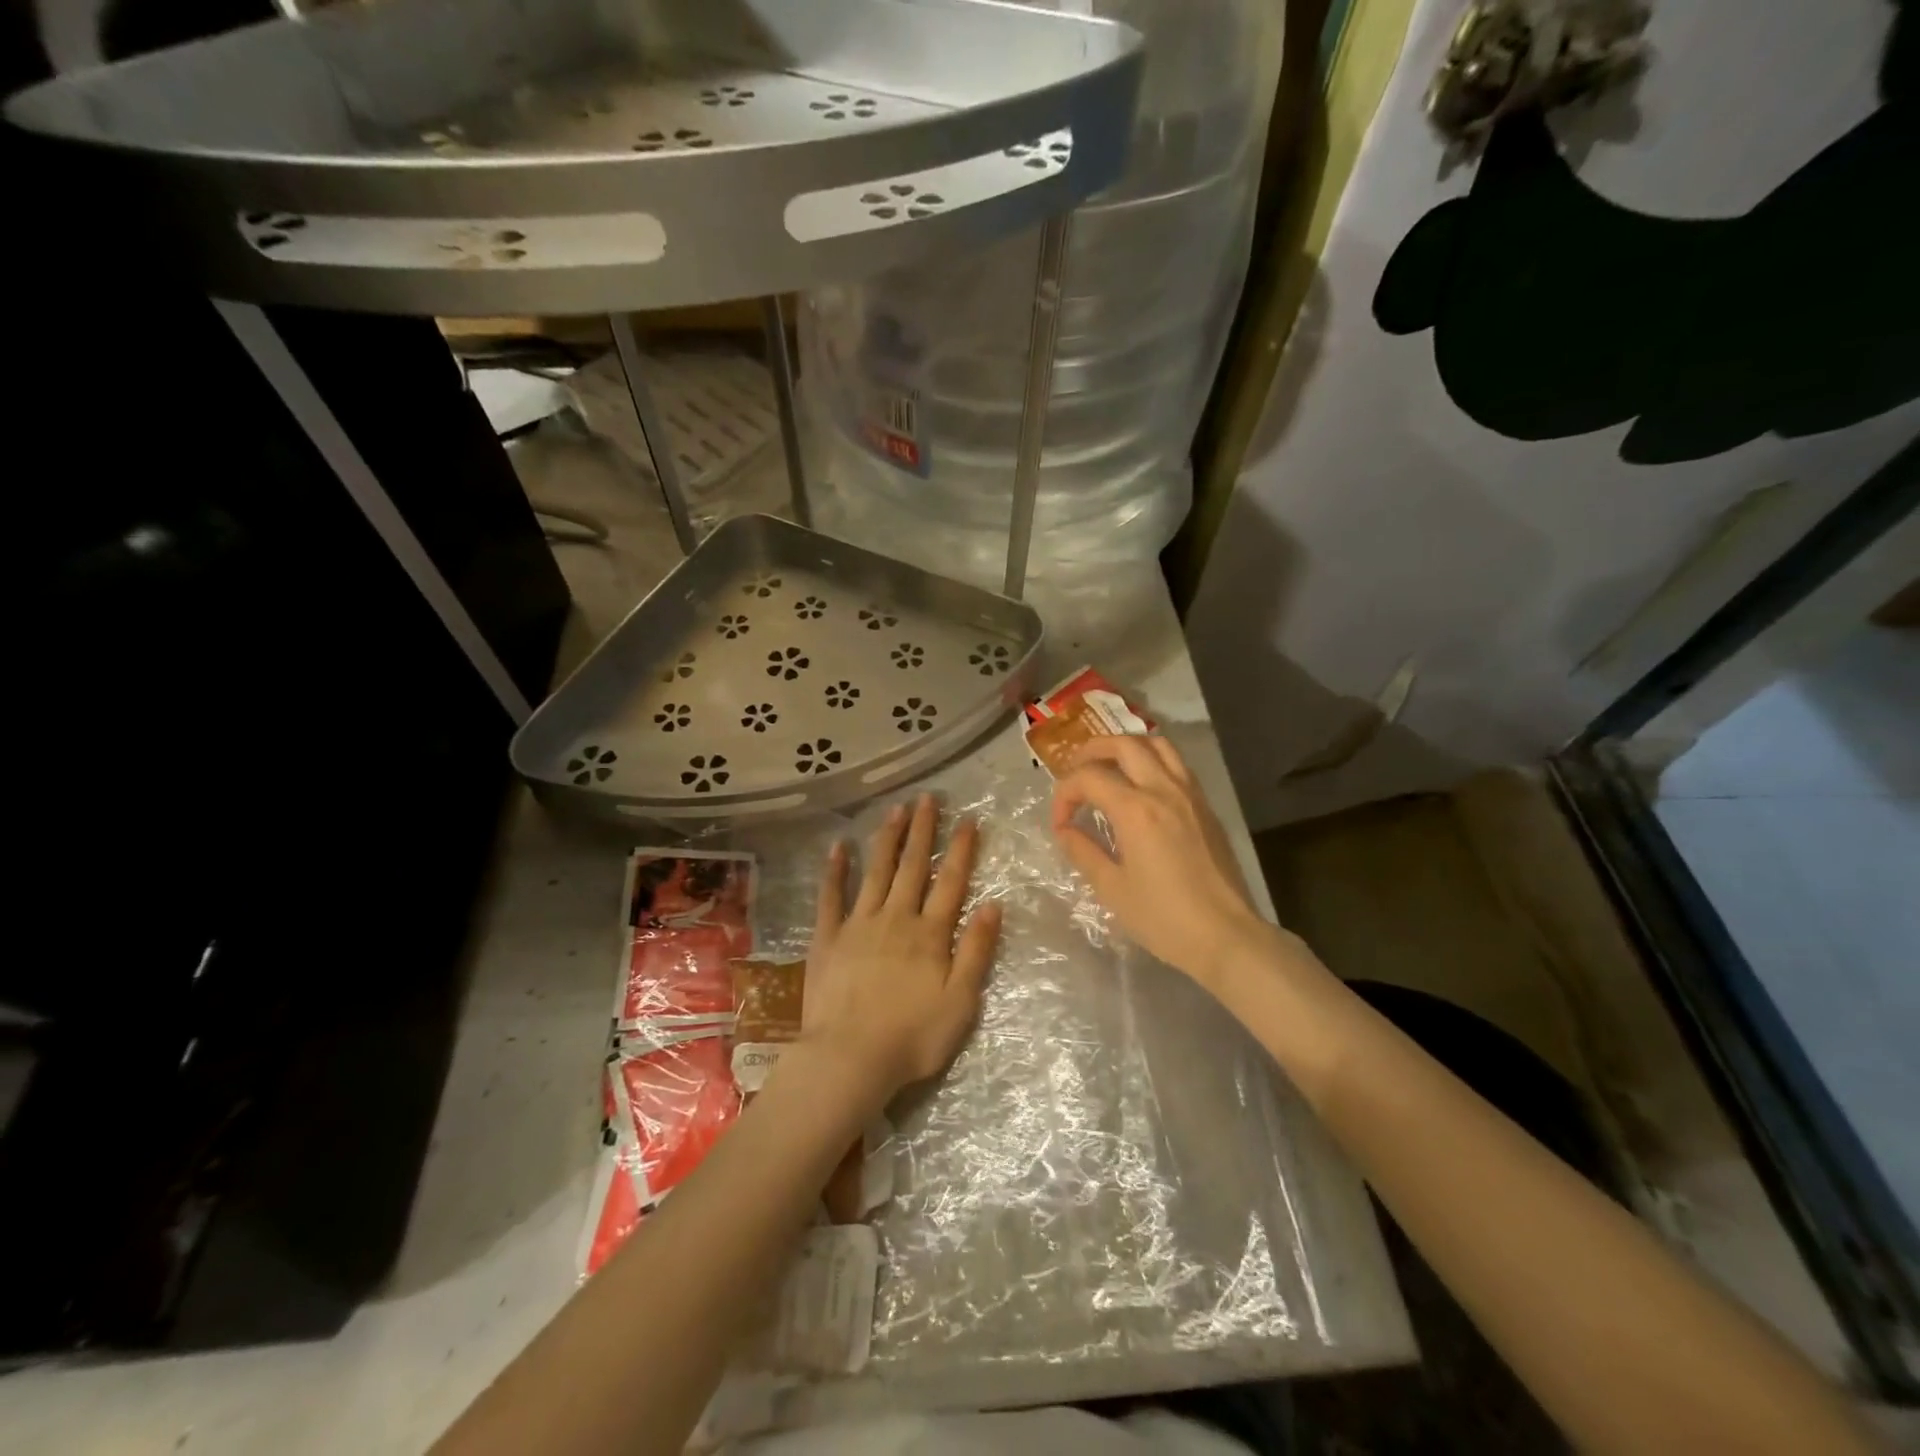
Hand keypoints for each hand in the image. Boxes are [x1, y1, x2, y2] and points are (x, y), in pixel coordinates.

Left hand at [799, 793, 1001, 1102]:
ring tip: (895, 810)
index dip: (960, 849)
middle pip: (911, 866)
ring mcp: (858, 924)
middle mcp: (895, 918)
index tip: (967, 819)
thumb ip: (977, 951)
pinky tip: (838, 847)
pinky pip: (831, 896)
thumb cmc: (912, 1037)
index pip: (950, 881)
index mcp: (930, 933)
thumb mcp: (961, 1002)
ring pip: (875, 871)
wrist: (849, 1059)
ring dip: (887, 838)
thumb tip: (993, 905)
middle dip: (921, 830)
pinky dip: (835, 870)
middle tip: (926, 798)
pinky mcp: (828, 938)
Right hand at [1051, 736, 1271, 984]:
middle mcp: (1164, 790)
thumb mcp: (1112, 888)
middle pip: (1124, 745)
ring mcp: (1190, 795)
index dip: (1064, 794)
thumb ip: (1083, 851)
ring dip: (1127, 748)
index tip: (1060, 823)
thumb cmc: (1163, 918)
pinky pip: (1177, 766)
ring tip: (1109, 767)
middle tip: (1075, 770)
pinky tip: (1142, 788)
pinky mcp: (1206, 808)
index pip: (1089, 778)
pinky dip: (1153, 762)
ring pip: (1158, 745)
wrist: (1226, 936)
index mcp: (1136, 810)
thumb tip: (1065, 830)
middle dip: (1092, 751)